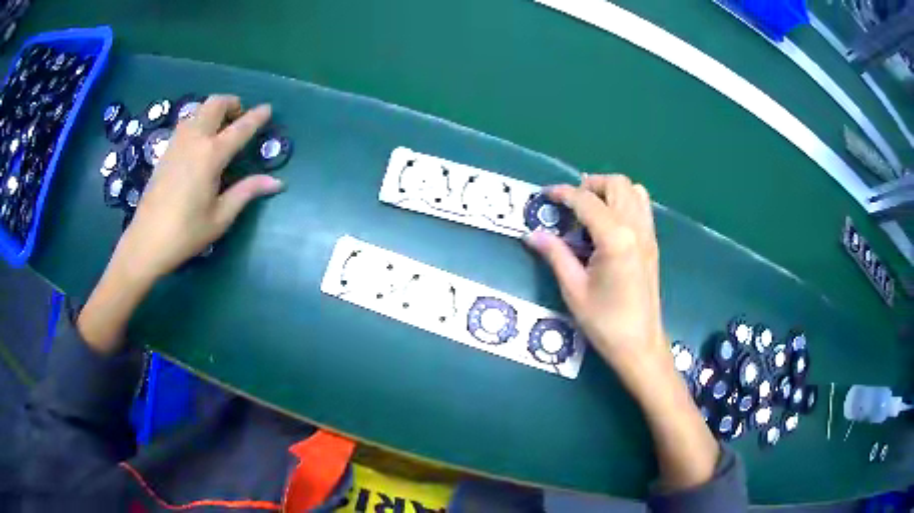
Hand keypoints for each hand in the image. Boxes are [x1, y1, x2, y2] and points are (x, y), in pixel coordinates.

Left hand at [112, 95, 282, 284]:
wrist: (146, 241)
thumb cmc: (186, 233)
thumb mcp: (221, 217)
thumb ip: (247, 192)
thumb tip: (277, 182)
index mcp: (210, 155)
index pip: (240, 128)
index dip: (257, 117)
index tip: (268, 108)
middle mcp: (194, 140)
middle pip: (215, 103)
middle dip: (232, 103)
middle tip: (240, 119)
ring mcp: (177, 143)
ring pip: (198, 109)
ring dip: (213, 111)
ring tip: (221, 129)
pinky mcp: (165, 151)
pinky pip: (186, 123)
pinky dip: (199, 121)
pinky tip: (200, 142)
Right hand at [525, 174, 668, 395]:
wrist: (640, 345)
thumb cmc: (605, 322)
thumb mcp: (574, 289)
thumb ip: (555, 255)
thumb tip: (532, 234)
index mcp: (615, 238)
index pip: (586, 200)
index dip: (562, 193)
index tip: (545, 195)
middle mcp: (636, 228)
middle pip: (617, 183)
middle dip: (590, 184)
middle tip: (570, 204)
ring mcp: (648, 234)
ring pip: (634, 190)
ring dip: (610, 191)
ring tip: (590, 210)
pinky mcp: (652, 244)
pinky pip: (642, 207)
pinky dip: (625, 202)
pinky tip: (609, 224)